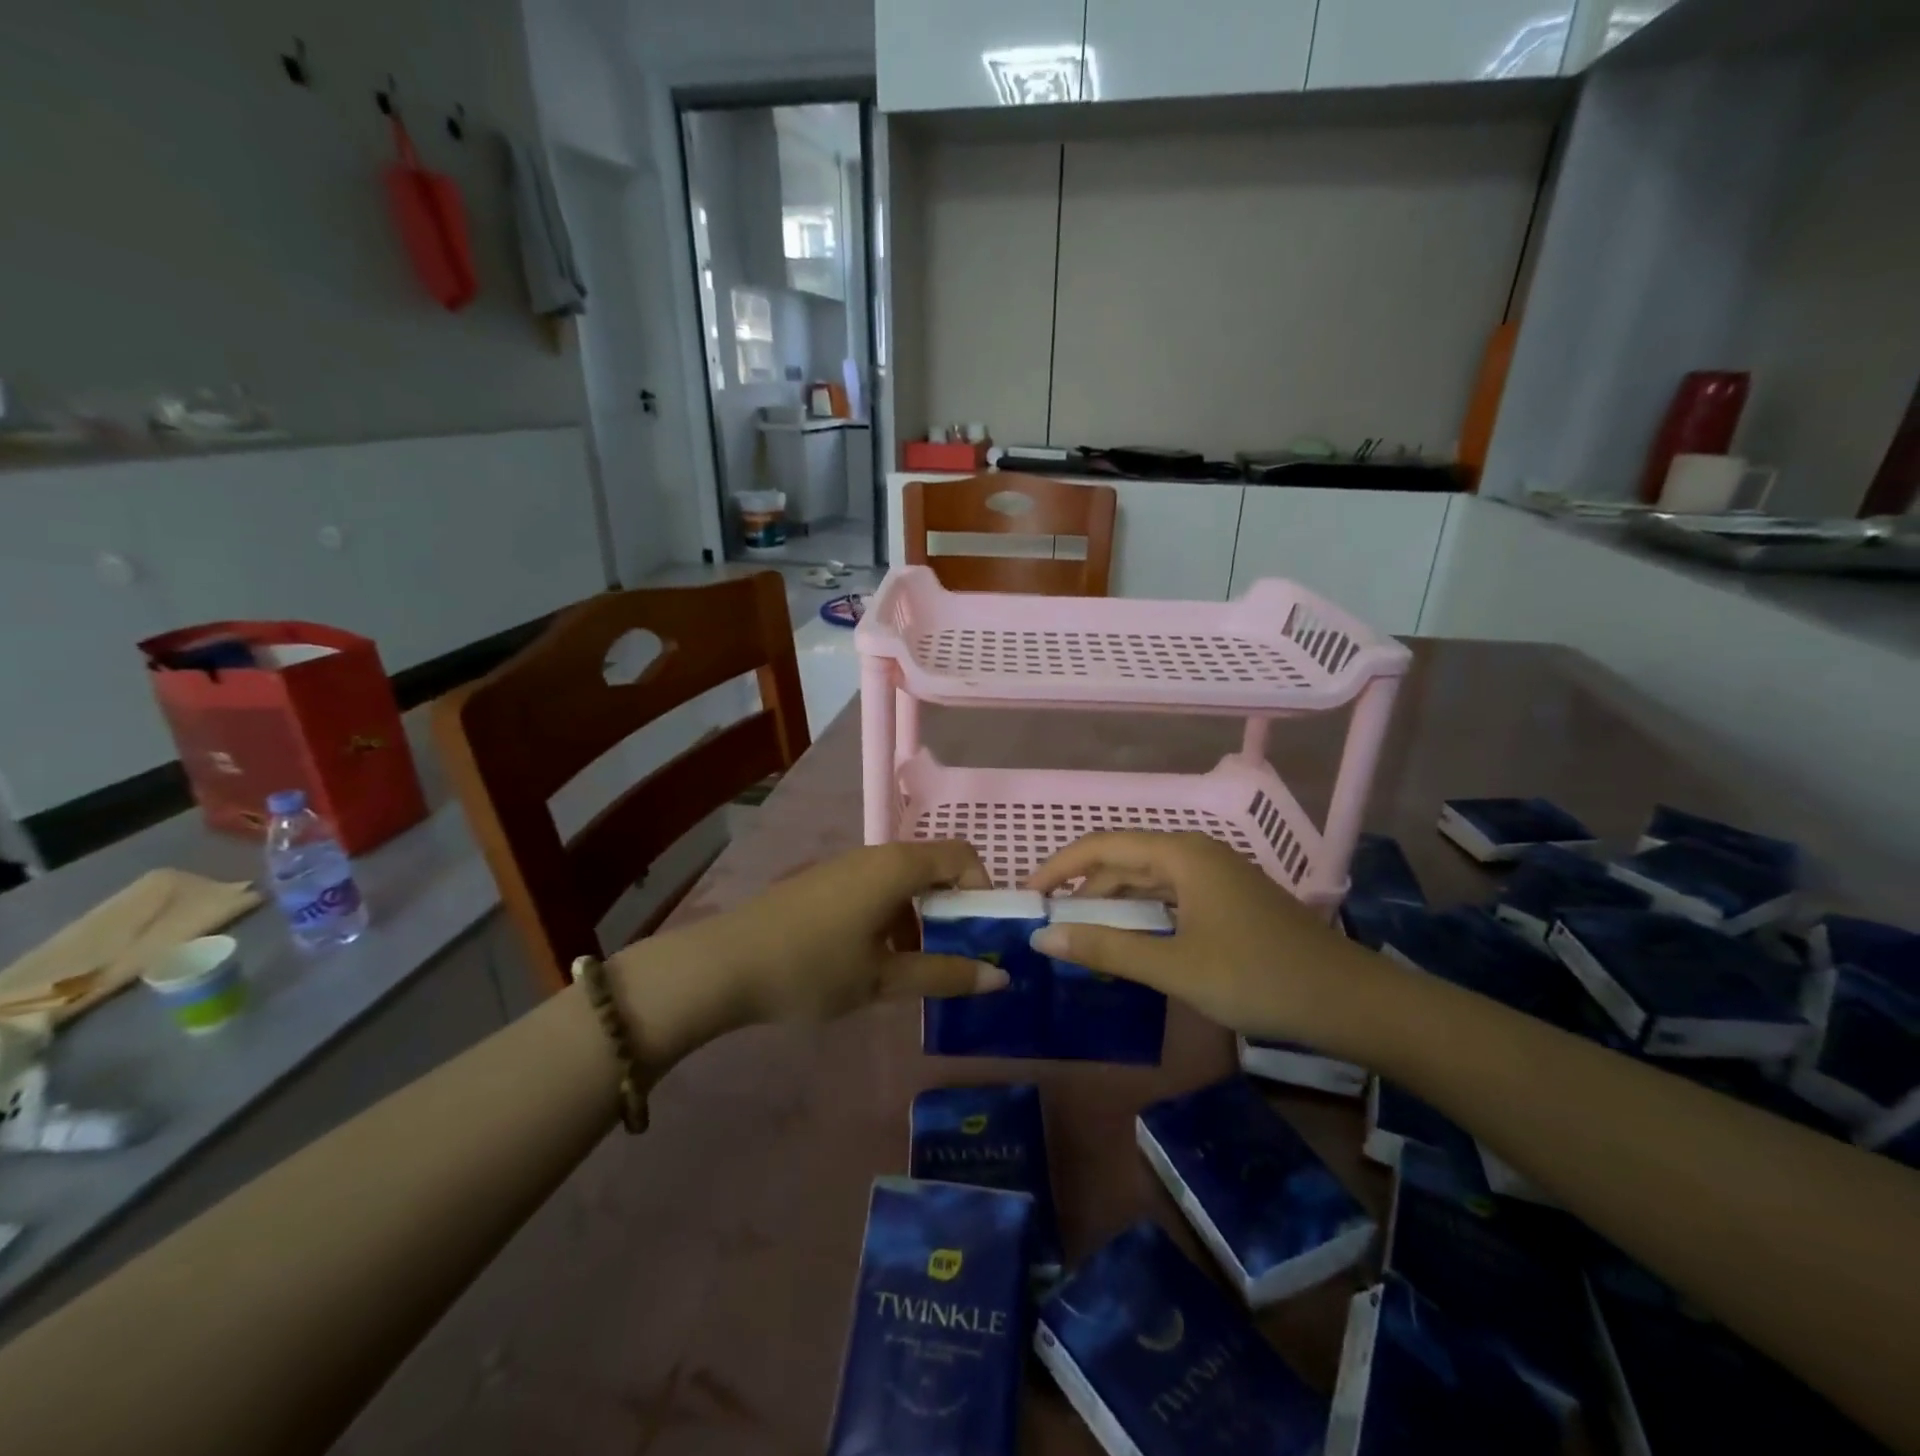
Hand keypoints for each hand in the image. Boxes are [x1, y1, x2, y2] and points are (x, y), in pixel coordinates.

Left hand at [657, 841, 1006, 1028]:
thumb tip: (999, 978)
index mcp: (898, 867)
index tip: (982, 934)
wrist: (724, 964)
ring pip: (903, 881)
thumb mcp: (883, 979)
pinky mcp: (823, 882)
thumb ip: (943, 975)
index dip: (983, 889)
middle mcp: (875, 855)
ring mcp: (845, 866)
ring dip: (921, 917)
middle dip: (953, 908)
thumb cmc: (813, 968)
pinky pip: (875, 889)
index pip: (962, 856)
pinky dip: (891, 916)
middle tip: (956, 956)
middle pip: (933, 867)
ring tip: (914, 968)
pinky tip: (873, 960)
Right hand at [1028, 831, 1370, 1045]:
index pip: (1101, 846)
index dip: (1059, 867)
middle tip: (1048, 924)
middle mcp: (1195, 853)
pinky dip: (1140, 915)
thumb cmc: (1258, 977)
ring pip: (1146, 880)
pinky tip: (1128, 941)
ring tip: (1079, 937)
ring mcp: (1215, 876)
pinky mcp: (1227, 900)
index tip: (1027, 896)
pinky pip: (1169, 896)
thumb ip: (1106, 949)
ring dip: (1111, 904)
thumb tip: (1042, 938)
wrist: (1350, 1002)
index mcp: (1181, 854)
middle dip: (1082, 889)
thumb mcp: (1174, 966)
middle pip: (1123, 860)